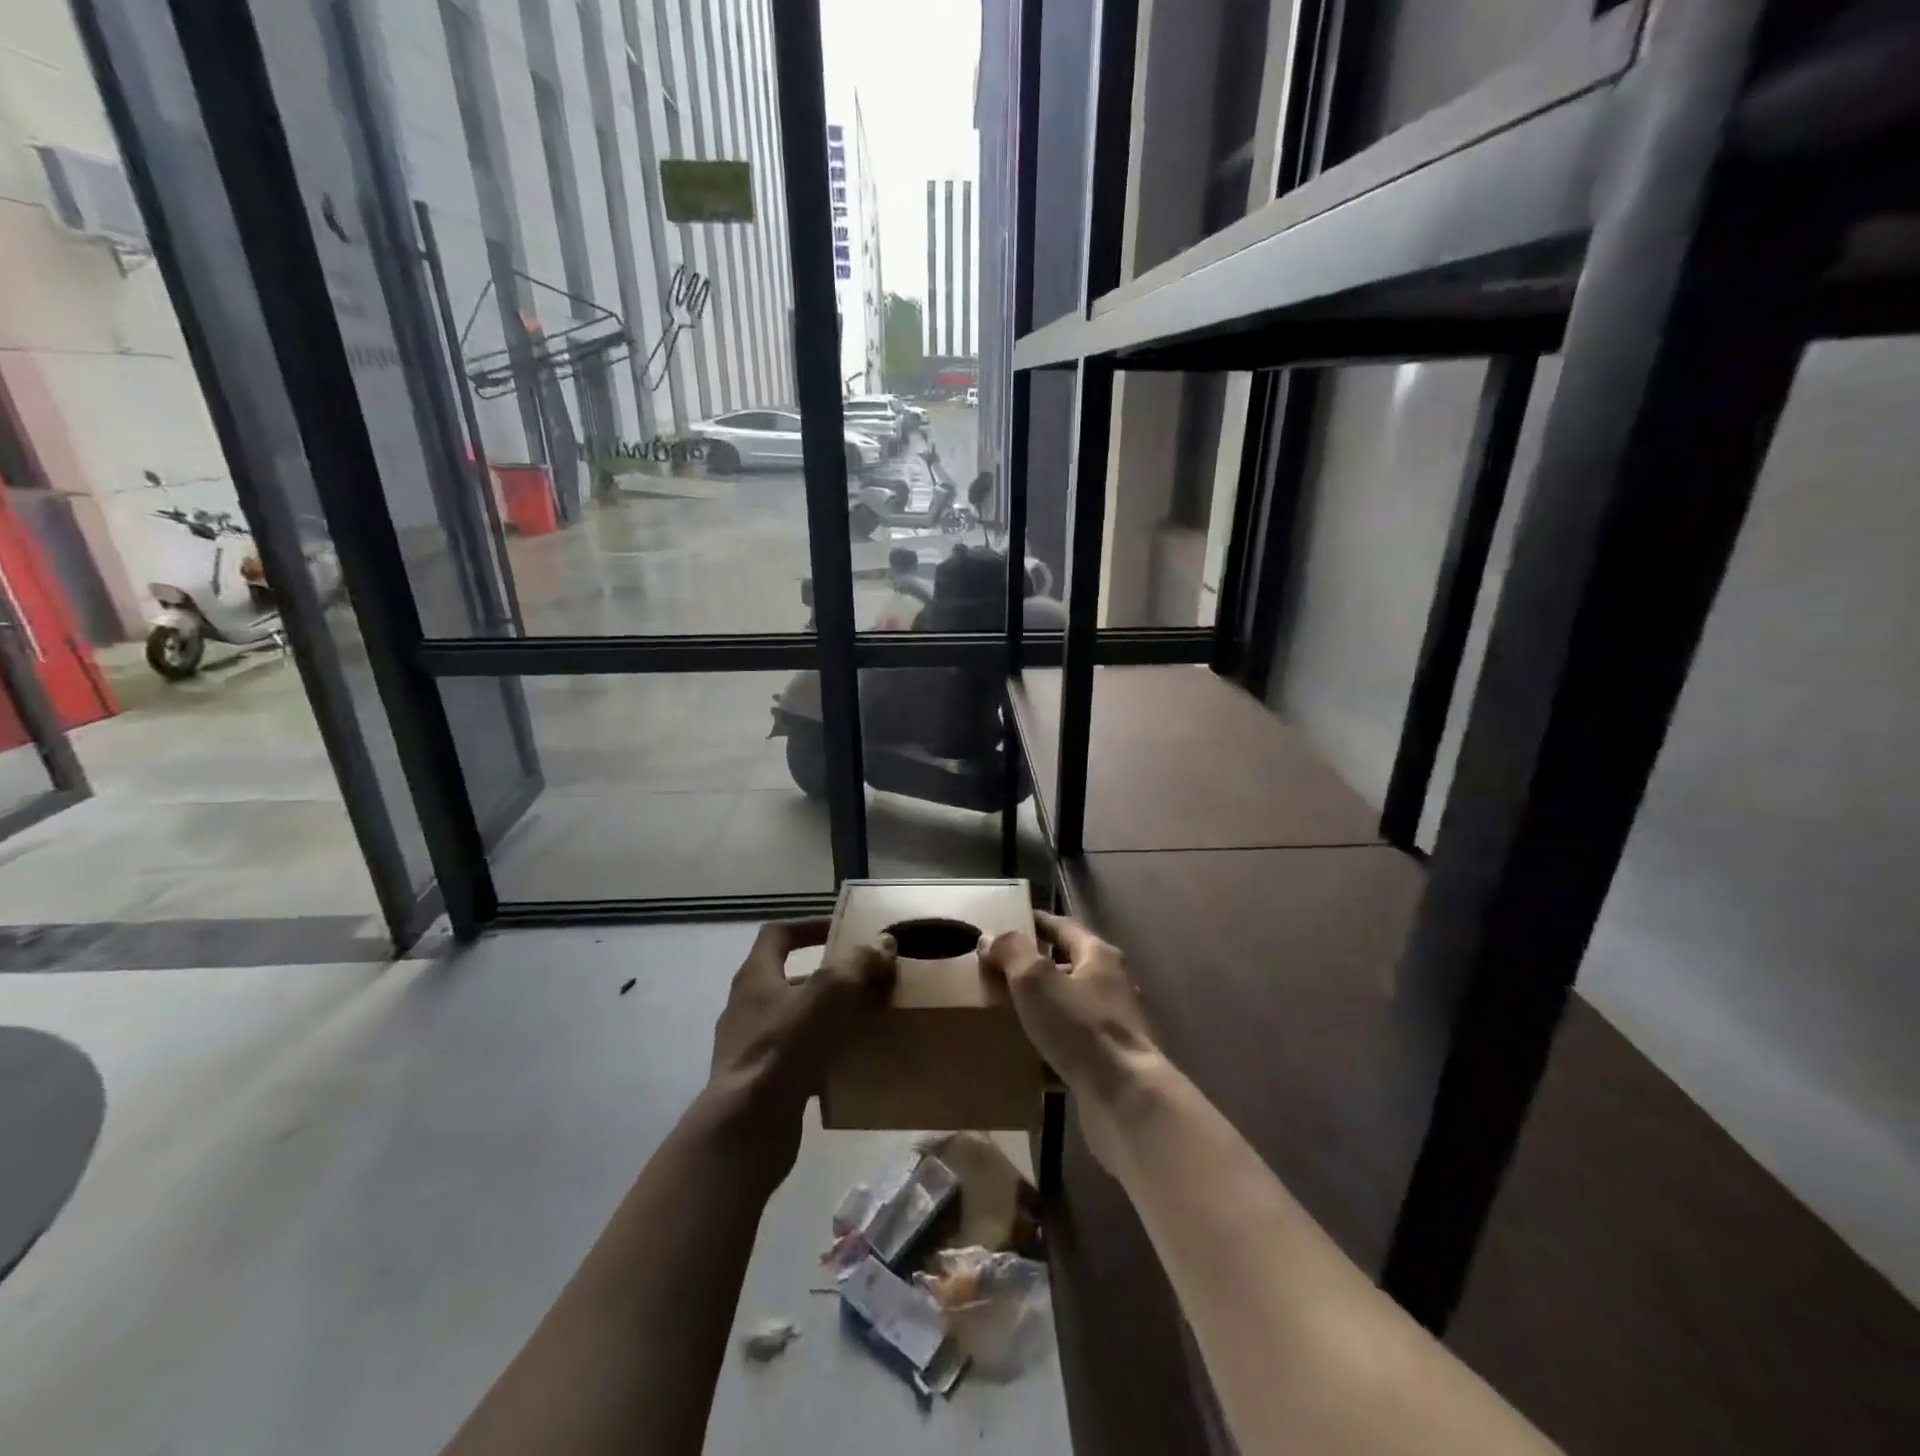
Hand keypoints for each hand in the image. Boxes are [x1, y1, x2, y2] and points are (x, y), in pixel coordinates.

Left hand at [707, 918, 896, 1179]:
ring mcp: (750, 1048)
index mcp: (756, 977)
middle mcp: (747, 1007)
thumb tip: (883, 943)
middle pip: (790, 979)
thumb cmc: (784, 1048)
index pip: (778, 934)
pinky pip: (797, 1058)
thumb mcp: (829, 995)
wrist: (746, 1129)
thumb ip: (858, 964)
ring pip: (796, 1021)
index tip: (841, 929)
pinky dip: (823, 1056)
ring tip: (866, 1021)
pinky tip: (851, 1065)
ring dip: (828, 1018)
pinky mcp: (760, 1084)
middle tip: (866, 980)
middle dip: (829, 978)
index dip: (809, 926)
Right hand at [979, 911, 1159, 1106]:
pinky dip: (1053, 1042)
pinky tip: (1030, 1054)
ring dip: (1045, 1005)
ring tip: (1010, 1011)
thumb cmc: (1080, 1028)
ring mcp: (1116, 1024)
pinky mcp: (1112, 1059)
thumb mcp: (1036, 980)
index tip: (1009, 922)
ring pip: (1072, 1004)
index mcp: (1099, 956)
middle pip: (1069, 964)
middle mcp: (1112, 983)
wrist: (1126, 1098)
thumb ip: (1012, 952)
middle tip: (1001, 970)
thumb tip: (991, 937)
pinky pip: (1075, 1041)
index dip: (1035, 922)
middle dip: (1037, 965)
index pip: (1062, 927)